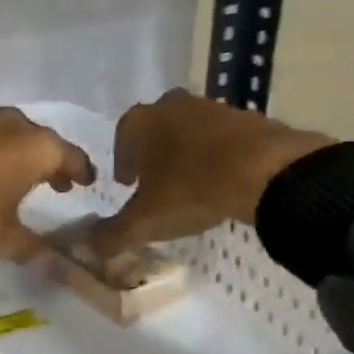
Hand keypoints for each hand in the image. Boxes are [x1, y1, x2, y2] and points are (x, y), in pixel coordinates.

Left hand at [0, 108, 95, 262]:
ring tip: (14, 179)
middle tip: (54, 182)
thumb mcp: (4, 240)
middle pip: (38, 140)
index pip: (70, 156)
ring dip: (14, 155)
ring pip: (5, 136)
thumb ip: (34, 250)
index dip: (80, 171)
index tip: (86, 183)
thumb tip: (58, 267)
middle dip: (48, 161)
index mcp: (34, 147)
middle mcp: (8, 126)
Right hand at [86, 89, 332, 256]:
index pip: (122, 136)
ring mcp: (214, 107)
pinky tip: (222, 179)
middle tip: (155, 182)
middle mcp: (174, 105)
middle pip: (156, 129)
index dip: (122, 161)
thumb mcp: (146, 220)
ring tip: (190, 183)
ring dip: (185, 153)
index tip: (127, 184)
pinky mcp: (249, 118)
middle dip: (152, 154)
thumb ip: (113, 234)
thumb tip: (86, 248)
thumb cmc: (192, 188)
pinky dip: (217, 155)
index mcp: (143, 120)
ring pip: (189, 131)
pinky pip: (222, 138)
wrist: (268, 171)